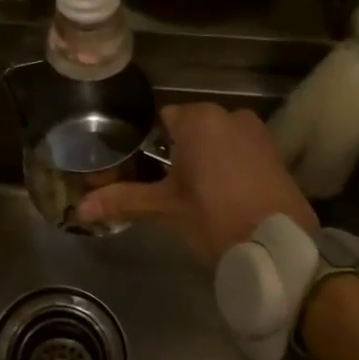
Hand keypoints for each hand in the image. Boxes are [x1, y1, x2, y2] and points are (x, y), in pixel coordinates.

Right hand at [77, 103, 315, 263]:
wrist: (279, 245)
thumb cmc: (215, 216)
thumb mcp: (166, 208)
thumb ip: (124, 200)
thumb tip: (80, 208)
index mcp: (199, 118)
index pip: (162, 120)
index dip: (149, 145)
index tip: (142, 170)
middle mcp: (230, 115)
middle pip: (190, 130)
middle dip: (177, 153)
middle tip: (164, 187)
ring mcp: (257, 133)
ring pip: (217, 140)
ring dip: (204, 159)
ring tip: (192, 194)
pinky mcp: (275, 153)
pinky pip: (240, 151)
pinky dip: (228, 166)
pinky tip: (221, 195)